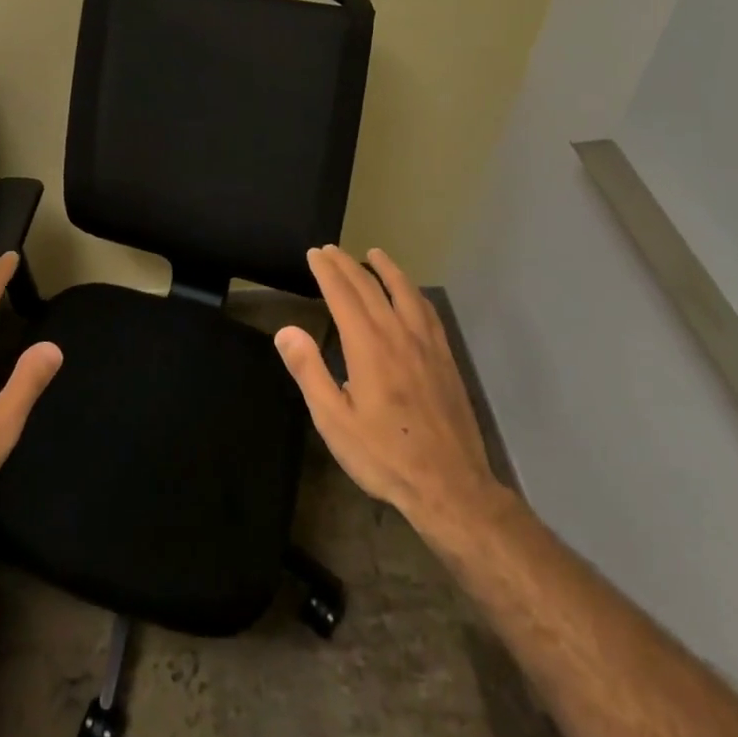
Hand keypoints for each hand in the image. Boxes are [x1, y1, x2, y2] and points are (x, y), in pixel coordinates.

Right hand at [275, 245, 506, 535]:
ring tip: (373, 253)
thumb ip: (309, 371)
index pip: (342, 294)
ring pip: (404, 292)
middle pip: (370, 287)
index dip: (326, 271)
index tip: (314, 254)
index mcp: (367, 346)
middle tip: (331, 250)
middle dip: (348, 264)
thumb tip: (286, 330)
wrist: (451, 486)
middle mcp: (398, 334)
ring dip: (386, 269)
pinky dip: (413, 292)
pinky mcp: (445, 358)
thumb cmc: (384, 455)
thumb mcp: (334, 420)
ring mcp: (426, 344)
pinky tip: (410, 294)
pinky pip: (427, 312)